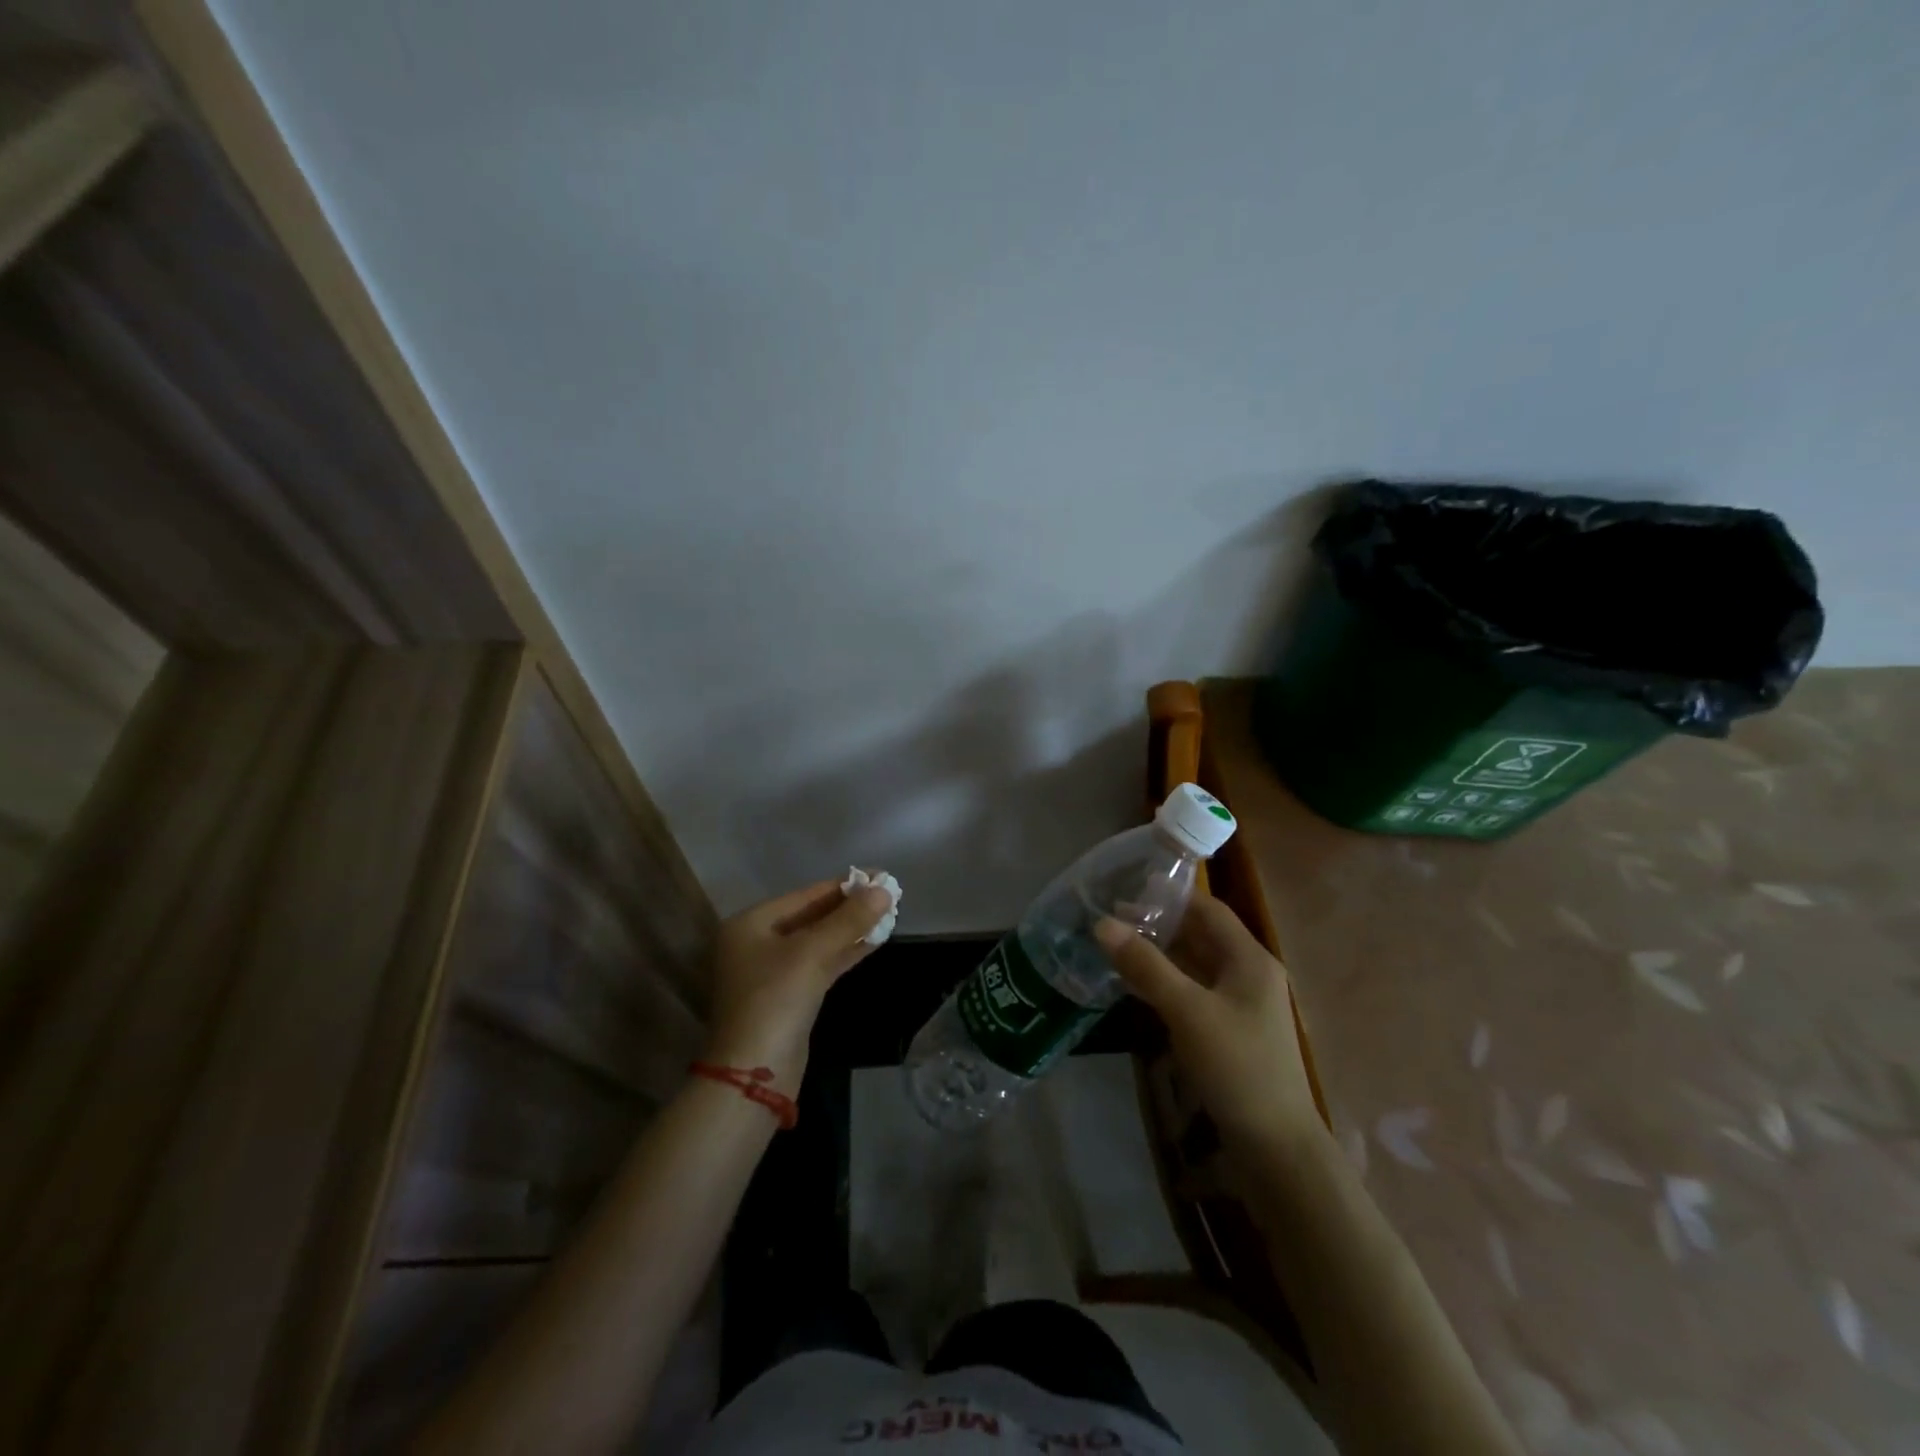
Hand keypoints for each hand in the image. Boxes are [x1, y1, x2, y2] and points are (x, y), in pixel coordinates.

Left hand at [704, 879, 893, 1089]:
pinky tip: (874, 941)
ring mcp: (772, 972)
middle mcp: (757, 943)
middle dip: (849, 906)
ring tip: (889, 913)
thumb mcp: (812, 953)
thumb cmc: (775, 1000)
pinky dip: (845, 952)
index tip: (879, 875)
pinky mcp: (789, 996)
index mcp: (750, 924)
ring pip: (818, 941)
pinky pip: (820, 963)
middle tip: (888, 893)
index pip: (805, 895)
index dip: (844, 885)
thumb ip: (849, 920)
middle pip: (811, 916)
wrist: (754, 1075)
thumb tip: (883, 889)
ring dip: (851, 929)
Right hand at [1096, 895, 1322, 1154]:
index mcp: (1250, 959)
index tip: (1127, 890)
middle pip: (1202, 935)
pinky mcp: (1230, 1031)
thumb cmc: (1236, 1067)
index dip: (1171, 896)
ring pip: (1196, 965)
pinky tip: (1136, 986)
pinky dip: (1167, 982)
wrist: (1275, 1146)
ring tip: (1116, 946)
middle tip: (1112, 919)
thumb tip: (1102, 923)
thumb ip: (1145, 965)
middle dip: (1160, 924)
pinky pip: (1194, 991)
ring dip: (1161, 954)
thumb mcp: (1187, 1011)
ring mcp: (1241, 1004)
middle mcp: (1249, 974)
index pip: (1208, 909)